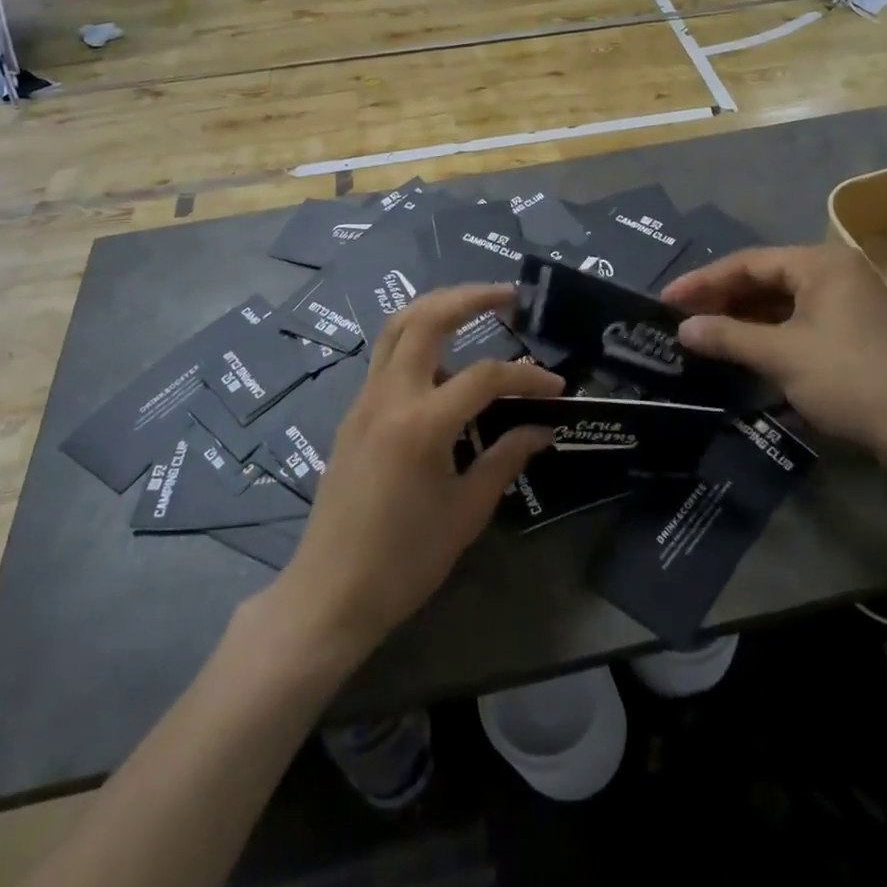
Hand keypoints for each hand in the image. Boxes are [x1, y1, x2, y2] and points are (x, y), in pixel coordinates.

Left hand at [269, 285, 563, 662]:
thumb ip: (505, 459)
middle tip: (509, 294)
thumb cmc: (404, 561)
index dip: (527, 377)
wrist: (330, 592)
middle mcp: (389, 396)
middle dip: (470, 296)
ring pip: (397, 326)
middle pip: (427, 317)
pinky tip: (444, 365)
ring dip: (437, 307)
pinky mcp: (354, 411)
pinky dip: (418, 340)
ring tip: (475, 309)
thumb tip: (541, 429)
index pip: (485, 376)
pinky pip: (387, 356)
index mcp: (421, 423)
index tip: (557, 388)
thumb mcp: (466, 512)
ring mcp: (365, 399)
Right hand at [661, 242, 886, 457]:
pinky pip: (799, 318)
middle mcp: (836, 271)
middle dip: (722, 298)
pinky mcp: (856, 329)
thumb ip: (727, 337)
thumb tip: (681, 330)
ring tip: (706, 332)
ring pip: (782, 299)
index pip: (747, 263)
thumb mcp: (781, 356)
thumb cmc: (849, 379)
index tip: (667, 300)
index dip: (702, 281)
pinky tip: (745, 346)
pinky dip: (769, 330)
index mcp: (820, 263)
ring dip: (743, 316)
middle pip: (765, 277)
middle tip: (683, 318)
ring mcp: (850, 300)